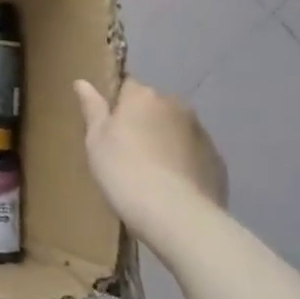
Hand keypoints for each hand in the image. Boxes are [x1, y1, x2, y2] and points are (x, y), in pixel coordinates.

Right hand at [74, 77, 226, 234]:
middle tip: (127, 151)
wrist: (177, 216)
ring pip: (176, 129)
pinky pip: (194, 153)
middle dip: (143, 121)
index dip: (117, 104)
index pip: (127, 85)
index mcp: (142, 96)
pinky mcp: (217, 160)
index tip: (108, 126)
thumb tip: (82, 82)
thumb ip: (92, 108)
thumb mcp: (96, 140)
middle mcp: (175, 105)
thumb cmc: (124, 171)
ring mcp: (201, 132)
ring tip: (152, 172)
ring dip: (165, 140)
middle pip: (153, 107)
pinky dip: (183, 162)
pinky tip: (173, 186)